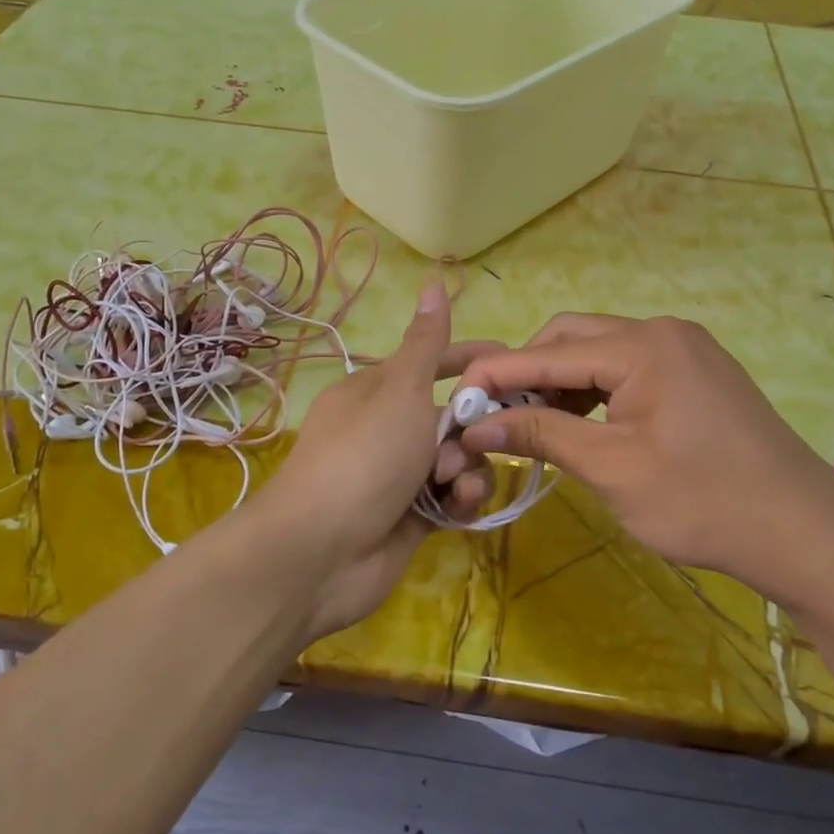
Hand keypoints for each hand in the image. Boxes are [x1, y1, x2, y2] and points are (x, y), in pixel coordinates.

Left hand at [269, 280, 493, 636]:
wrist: (322, 550)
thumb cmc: (364, 455)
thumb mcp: (400, 390)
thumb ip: (426, 343)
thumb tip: (434, 282)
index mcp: (376, 392)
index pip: (431, 364)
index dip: (469, 361)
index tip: (511, 363)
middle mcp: (388, 430)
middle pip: (452, 417)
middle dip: (472, 428)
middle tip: (475, 438)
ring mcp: (400, 476)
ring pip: (459, 460)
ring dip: (468, 467)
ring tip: (453, 481)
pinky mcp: (413, 517)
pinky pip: (452, 497)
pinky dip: (460, 498)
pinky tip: (457, 505)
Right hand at [456, 314, 833, 601]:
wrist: (803, 531)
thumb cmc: (702, 501)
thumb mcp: (611, 469)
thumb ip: (541, 436)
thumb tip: (477, 424)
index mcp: (644, 346)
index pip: (549, 351)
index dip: (497, 374)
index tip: (454, 397)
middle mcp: (663, 332)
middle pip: (573, 338)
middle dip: (529, 373)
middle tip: (497, 416)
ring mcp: (685, 350)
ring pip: (600, 353)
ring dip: (561, 383)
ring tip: (533, 425)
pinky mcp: (696, 373)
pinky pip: (629, 369)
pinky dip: (595, 392)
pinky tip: (579, 423)